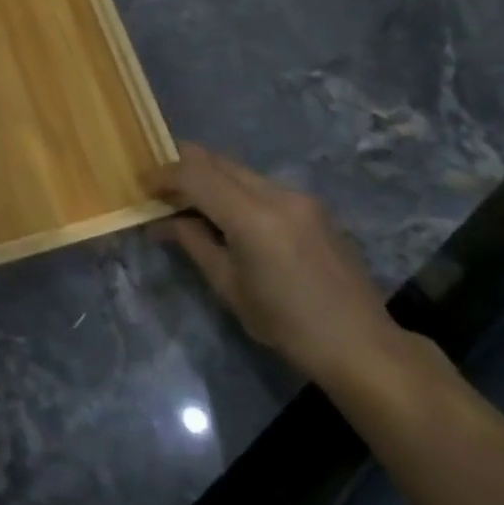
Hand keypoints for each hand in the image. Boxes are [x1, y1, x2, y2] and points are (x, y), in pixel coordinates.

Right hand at [149, 142, 396, 381]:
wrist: (361, 343)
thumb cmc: (287, 325)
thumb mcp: (229, 287)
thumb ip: (194, 243)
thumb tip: (162, 222)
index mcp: (253, 218)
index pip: (195, 175)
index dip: (164, 175)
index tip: (142, 185)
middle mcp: (277, 194)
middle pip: (216, 161)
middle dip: (183, 168)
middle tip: (160, 189)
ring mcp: (299, 196)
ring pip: (238, 169)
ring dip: (209, 178)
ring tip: (189, 203)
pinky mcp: (312, 205)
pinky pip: (260, 184)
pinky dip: (234, 189)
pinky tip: (227, 215)